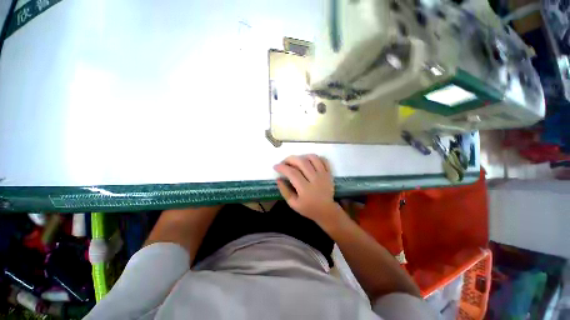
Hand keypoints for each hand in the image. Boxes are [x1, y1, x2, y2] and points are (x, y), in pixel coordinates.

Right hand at [274, 155, 341, 226]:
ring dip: (302, 156)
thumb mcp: (293, 204)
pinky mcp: (329, 173)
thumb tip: (278, 179)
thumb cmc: (308, 208)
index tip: (276, 166)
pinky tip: (308, 161)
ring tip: (296, 161)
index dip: (282, 167)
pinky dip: (315, 157)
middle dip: (290, 159)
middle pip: (302, 162)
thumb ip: (284, 191)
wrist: (326, 211)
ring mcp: (323, 175)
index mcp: (305, 189)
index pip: (292, 173)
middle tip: (284, 162)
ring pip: (313, 158)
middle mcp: (315, 179)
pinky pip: (323, 160)